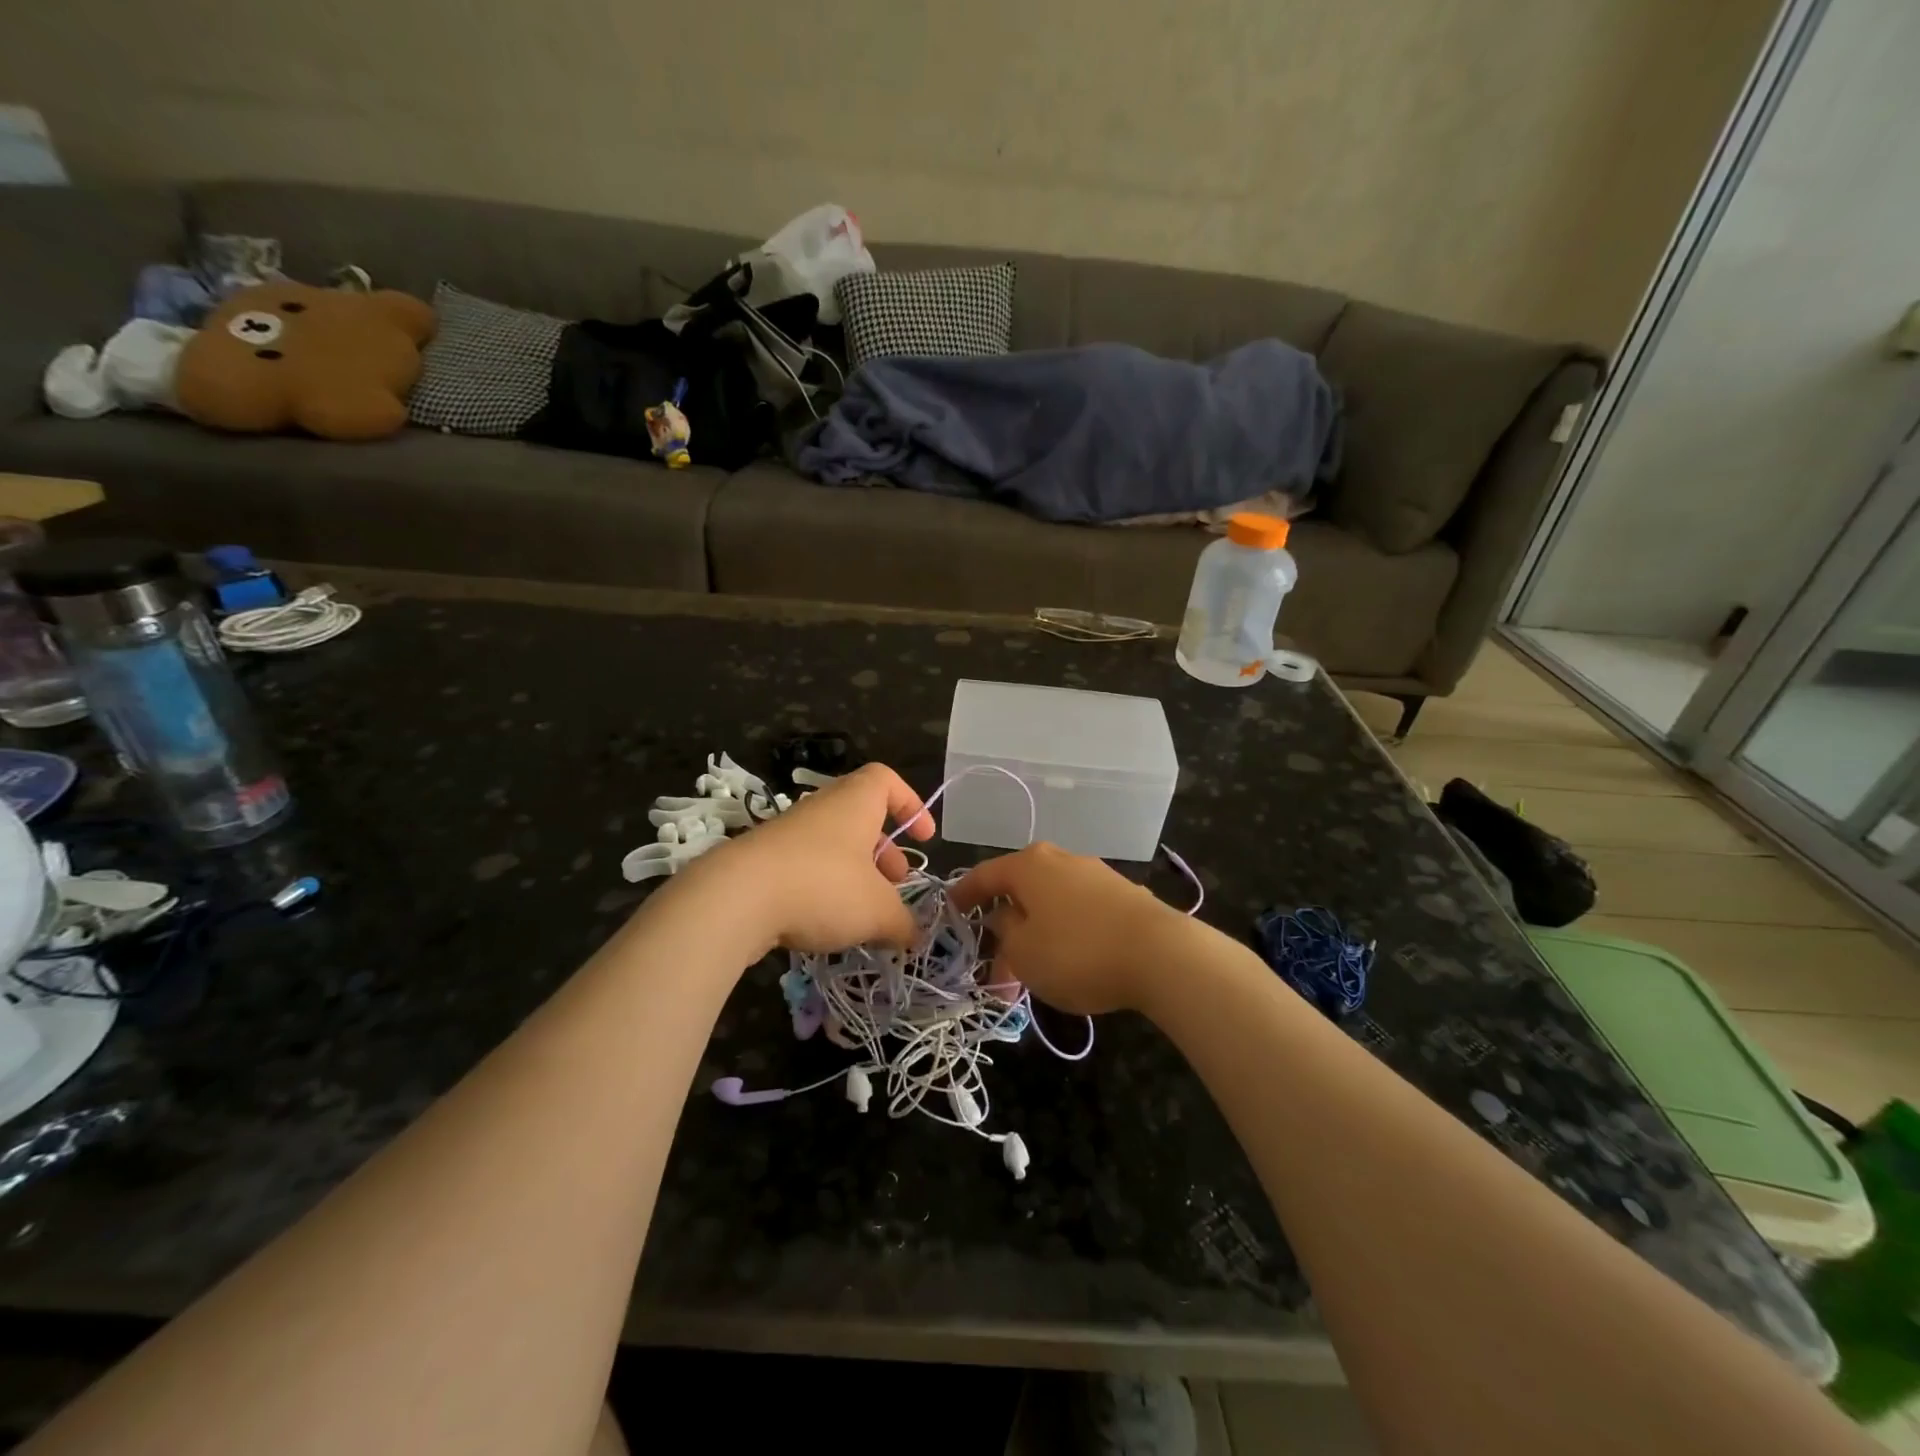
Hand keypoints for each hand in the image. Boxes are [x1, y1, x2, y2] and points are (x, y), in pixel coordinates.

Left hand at [694, 762, 933, 953]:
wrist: (735, 899)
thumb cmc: (822, 887)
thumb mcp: (877, 911)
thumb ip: (902, 923)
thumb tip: (914, 936)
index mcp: (854, 803)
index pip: (886, 781)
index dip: (911, 804)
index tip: (924, 838)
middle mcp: (821, 809)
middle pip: (861, 818)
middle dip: (885, 851)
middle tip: (897, 884)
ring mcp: (788, 834)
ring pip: (833, 846)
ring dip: (855, 874)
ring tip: (865, 913)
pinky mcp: (763, 861)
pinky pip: (805, 868)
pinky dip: (823, 889)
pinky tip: (826, 924)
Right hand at [949, 843, 1192, 1014]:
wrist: (1162, 955)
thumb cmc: (1077, 952)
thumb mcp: (1024, 953)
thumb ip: (1005, 933)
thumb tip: (1004, 918)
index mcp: (1029, 865)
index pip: (984, 875)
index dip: (964, 894)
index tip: (950, 911)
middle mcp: (1061, 860)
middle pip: (1020, 891)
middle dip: (1004, 929)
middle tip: (994, 965)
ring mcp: (1095, 875)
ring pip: (1051, 905)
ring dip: (1035, 937)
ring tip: (1031, 977)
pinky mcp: (1123, 896)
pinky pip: (1079, 913)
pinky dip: (1064, 935)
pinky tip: (1068, 964)